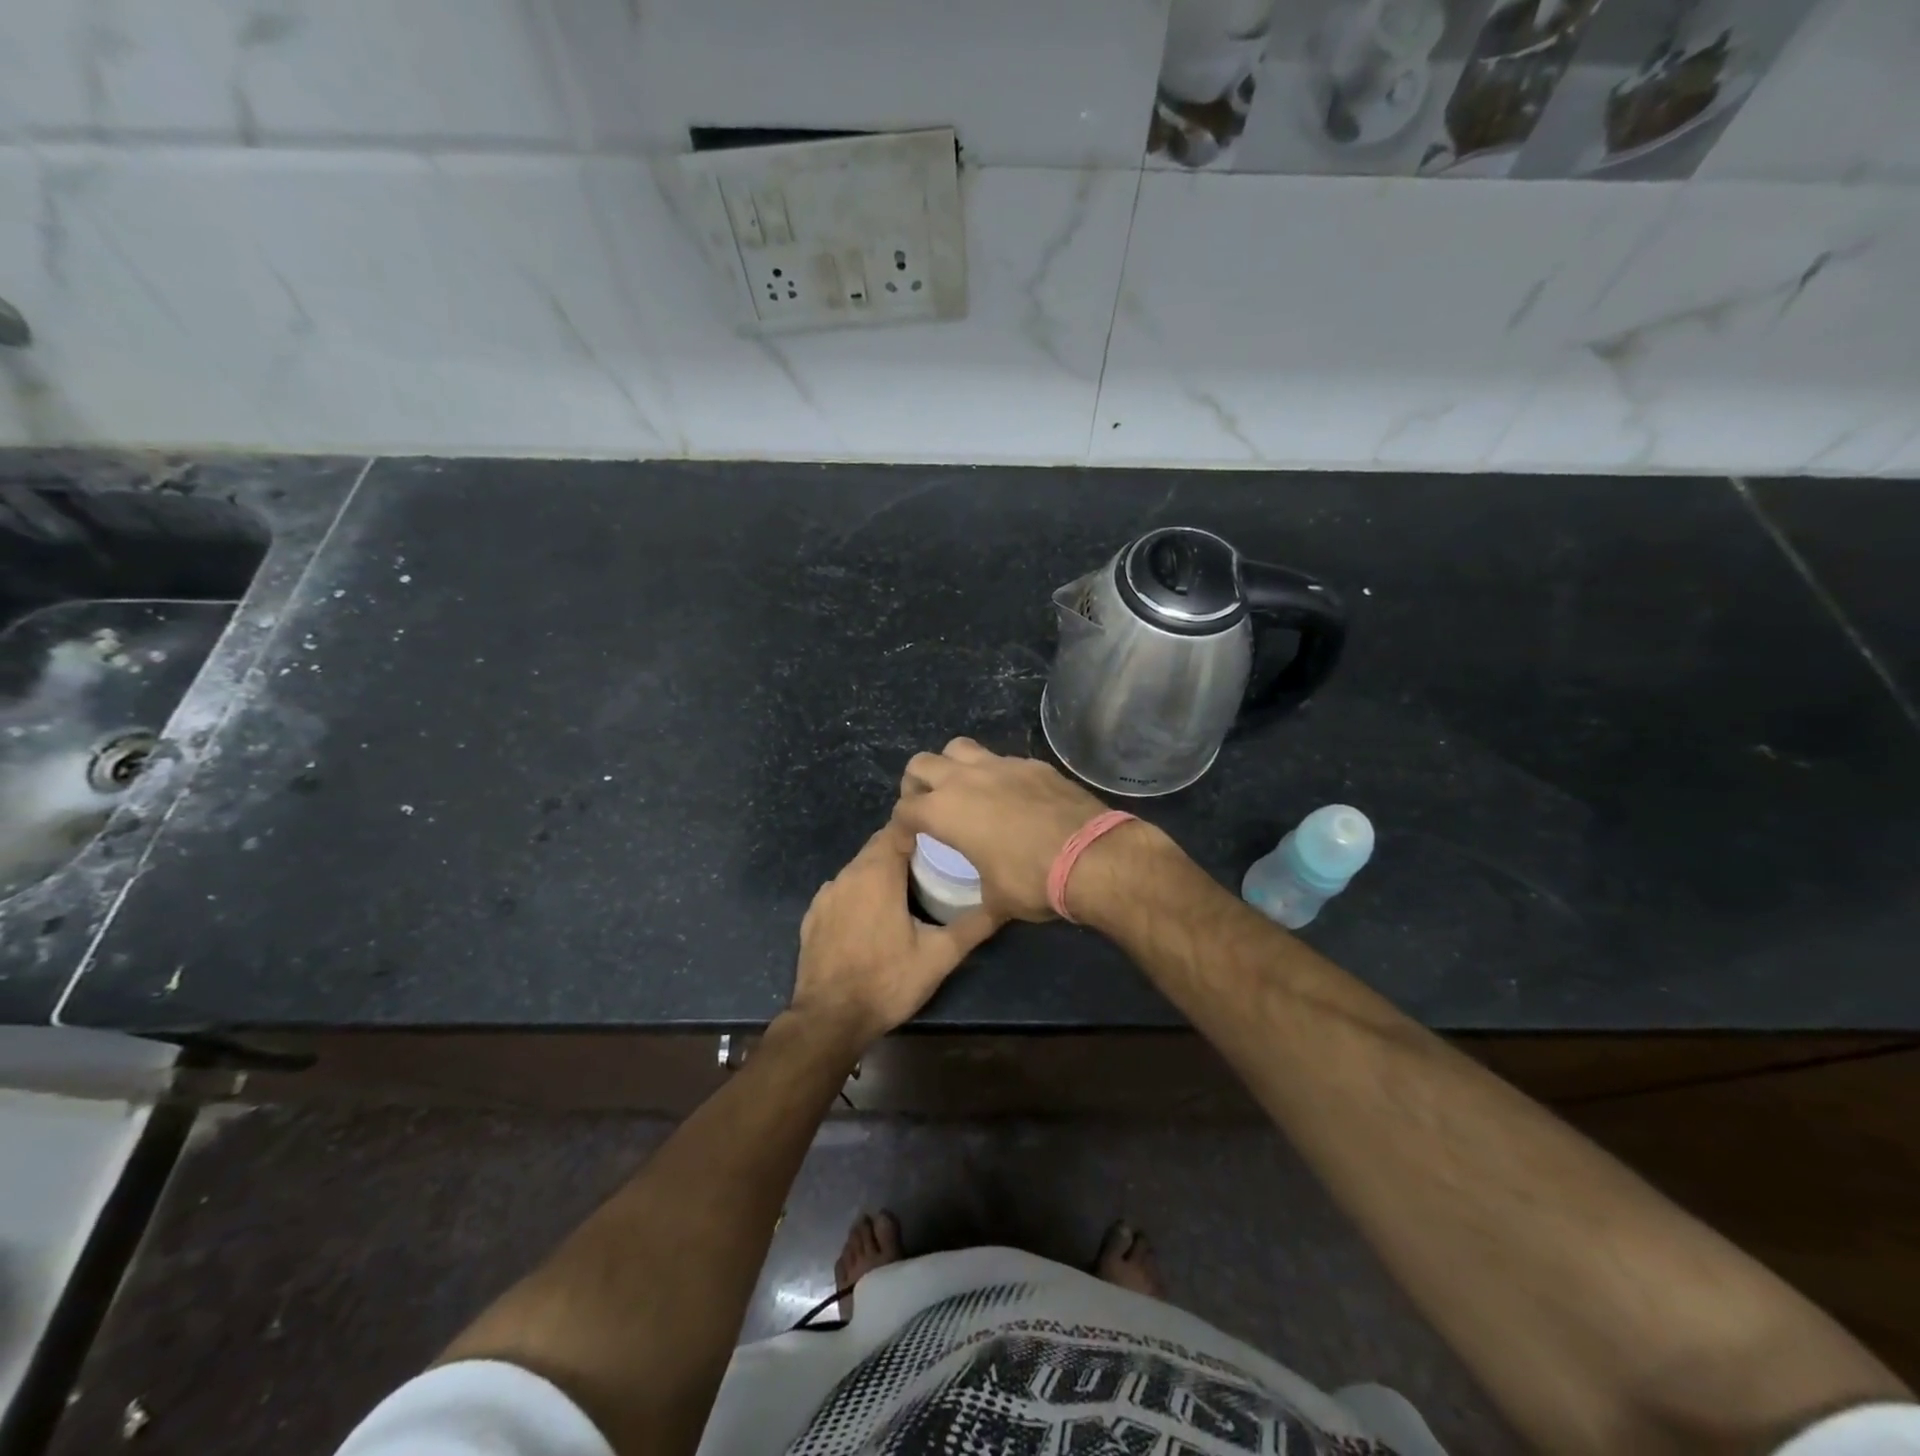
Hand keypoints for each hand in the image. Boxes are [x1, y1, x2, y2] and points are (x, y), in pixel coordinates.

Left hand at [789, 821, 1000, 1048]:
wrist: (829, 1020)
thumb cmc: (887, 982)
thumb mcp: (939, 957)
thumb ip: (973, 926)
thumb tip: (1004, 903)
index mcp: (877, 872)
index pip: (899, 828)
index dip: (922, 827)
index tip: (945, 836)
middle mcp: (847, 874)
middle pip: (879, 846)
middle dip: (905, 849)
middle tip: (935, 865)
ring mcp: (825, 895)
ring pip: (859, 868)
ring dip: (882, 871)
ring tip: (908, 890)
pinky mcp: (813, 916)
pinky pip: (842, 891)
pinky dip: (860, 893)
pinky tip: (873, 917)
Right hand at [893, 738, 1108, 920]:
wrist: (1092, 856)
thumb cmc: (1032, 881)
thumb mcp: (996, 899)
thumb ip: (979, 892)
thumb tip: (984, 900)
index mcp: (945, 811)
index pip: (904, 810)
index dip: (899, 828)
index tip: (907, 842)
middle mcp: (966, 779)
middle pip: (921, 764)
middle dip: (916, 784)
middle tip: (927, 806)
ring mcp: (1001, 765)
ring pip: (959, 748)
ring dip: (952, 766)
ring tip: (963, 790)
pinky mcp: (1032, 764)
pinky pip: (1001, 760)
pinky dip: (995, 774)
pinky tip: (1010, 797)